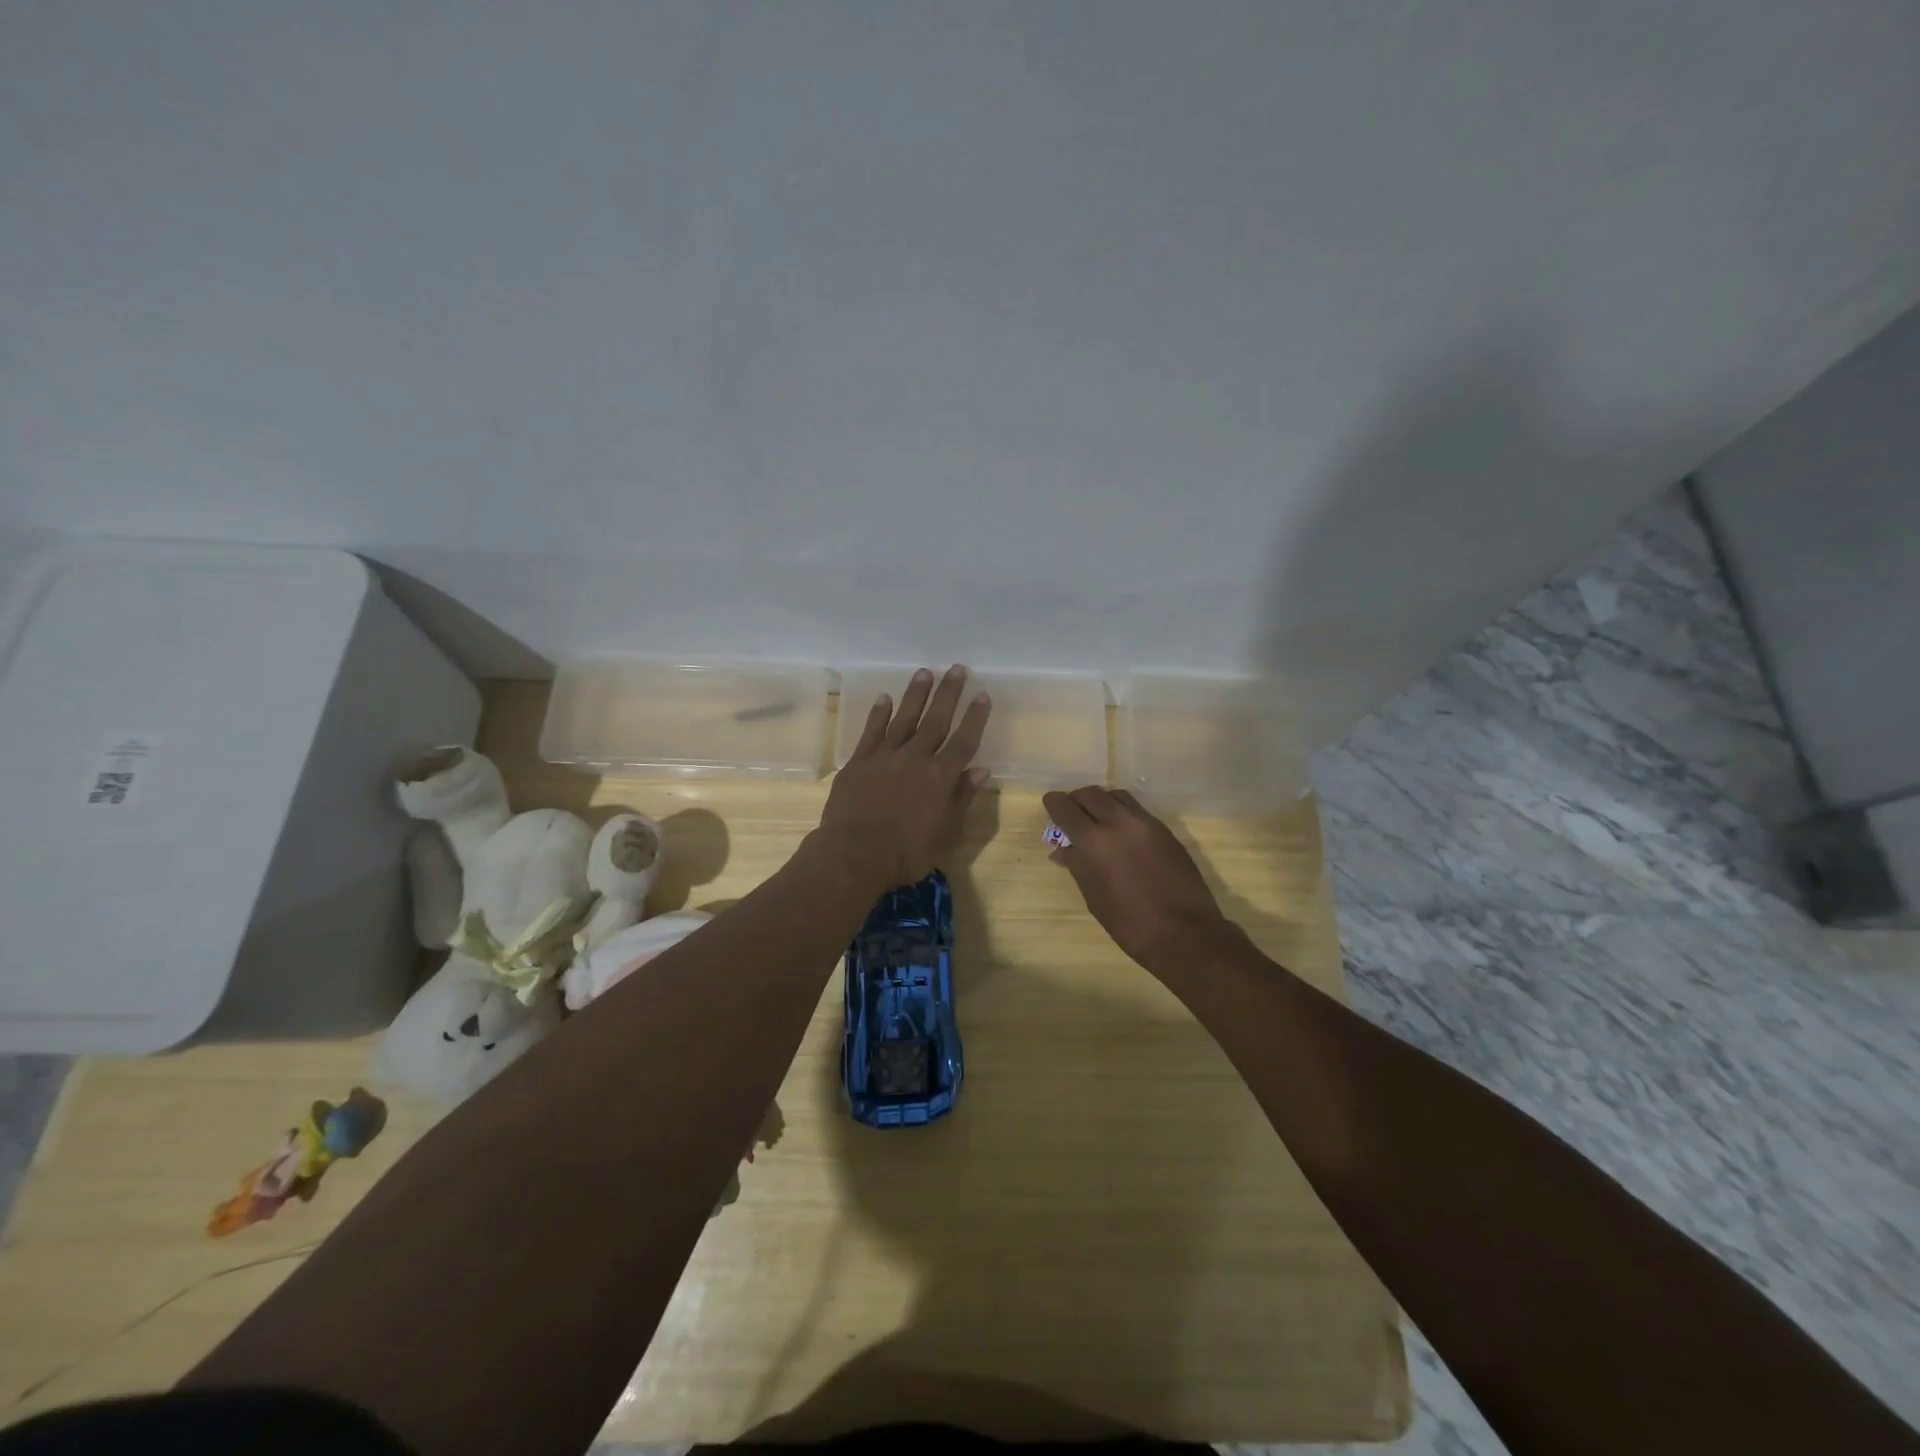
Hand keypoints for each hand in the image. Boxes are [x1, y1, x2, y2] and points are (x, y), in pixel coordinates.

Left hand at [818, 665, 991, 889]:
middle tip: (957, 669)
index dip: (975, 718)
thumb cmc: (907, 853)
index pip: (964, 741)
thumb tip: (980, 770)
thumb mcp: (946, 834)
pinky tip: (885, 698)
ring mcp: (885, 757)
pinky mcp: (859, 762)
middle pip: (936, 720)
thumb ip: (962, 798)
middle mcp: (916, 758)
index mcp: (941, 777)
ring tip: (925, 673)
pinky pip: (871, 732)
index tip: (982, 694)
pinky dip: (879, 714)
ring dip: (916, 695)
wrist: (855, 854)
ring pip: (904, 718)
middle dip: (948, 694)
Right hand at [1042, 786, 1235, 973]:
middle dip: (1077, 800)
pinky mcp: (1165, 830)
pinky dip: (1122, 812)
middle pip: (1091, 794)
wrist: (1183, 931)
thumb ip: (1078, 865)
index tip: (1050, 805)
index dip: (1054, 804)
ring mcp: (1145, 823)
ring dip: (1102, 801)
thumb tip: (1064, 850)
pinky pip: (1136, 809)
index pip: (1065, 808)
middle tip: (1072, 813)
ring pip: (1116, 796)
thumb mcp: (1094, 896)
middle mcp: (1118, 822)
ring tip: (1097, 819)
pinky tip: (1121, 832)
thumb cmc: (1128, 922)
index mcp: (1094, 841)